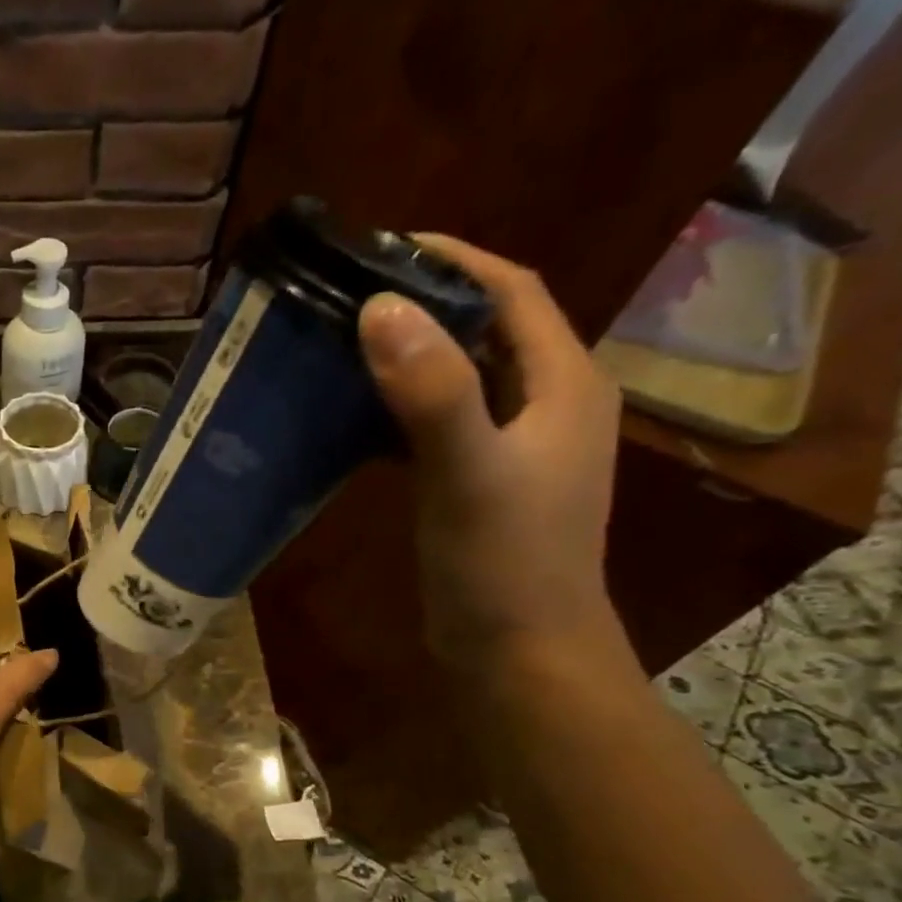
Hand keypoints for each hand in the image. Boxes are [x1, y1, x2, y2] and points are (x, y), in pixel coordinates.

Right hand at [358, 236, 624, 674]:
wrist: (518, 654)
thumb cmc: (504, 563)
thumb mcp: (469, 472)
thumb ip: (433, 392)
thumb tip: (379, 308)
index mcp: (563, 384)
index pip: (512, 292)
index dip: (455, 259)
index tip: (382, 247)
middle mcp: (546, 404)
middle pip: (484, 330)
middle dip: (422, 306)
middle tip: (346, 299)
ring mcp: (514, 448)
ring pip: (457, 379)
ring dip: (406, 358)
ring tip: (338, 349)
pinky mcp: (481, 483)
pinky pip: (438, 425)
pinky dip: (397, 411)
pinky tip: (352, 419)